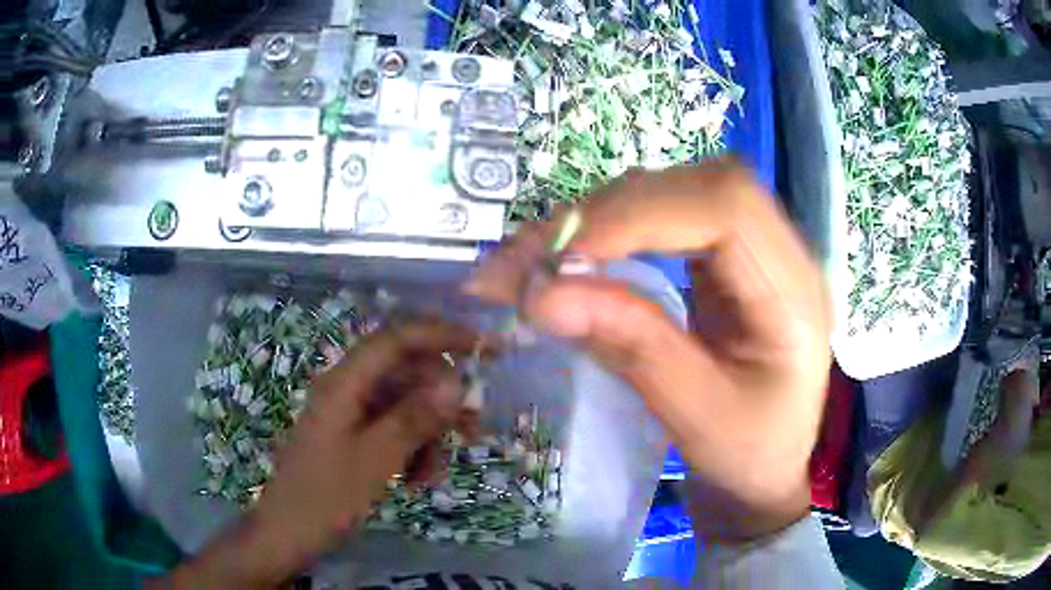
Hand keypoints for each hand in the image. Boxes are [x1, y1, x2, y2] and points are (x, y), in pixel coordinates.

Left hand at [163, 320, 474, 588]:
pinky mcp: (352, 437)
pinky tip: (417, 480)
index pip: (397, 339)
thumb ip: (414, 418)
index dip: (442, 335)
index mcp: (344, 384)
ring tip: (435, 473)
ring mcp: (349, 415)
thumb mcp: (375, 460)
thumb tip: (457, 383)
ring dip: (428, 435)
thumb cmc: (325, 498)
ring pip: (404, 407)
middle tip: (473, 430)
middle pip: (405, 375)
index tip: (484, 347)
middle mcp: (347, 390)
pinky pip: (392, 430)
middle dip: (441, 401)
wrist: (288, 533)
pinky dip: (412, 450)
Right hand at [467, 162, 831, 541]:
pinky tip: (573, 256)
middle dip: (604, 214)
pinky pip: (661, 218)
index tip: (560, 261)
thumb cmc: (748, 456)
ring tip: (533, 259)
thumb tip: (543, 294)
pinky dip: (608, 231)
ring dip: (596, 219)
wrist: (764, 468)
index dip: (640, 216)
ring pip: (671, 192)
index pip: (727, 208)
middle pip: (693, 187)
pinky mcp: (721, 257)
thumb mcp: (698, 416)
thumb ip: (633, 348)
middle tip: (524, 261)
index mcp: (795, 292)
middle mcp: (780, 251)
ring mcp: (750, 248)